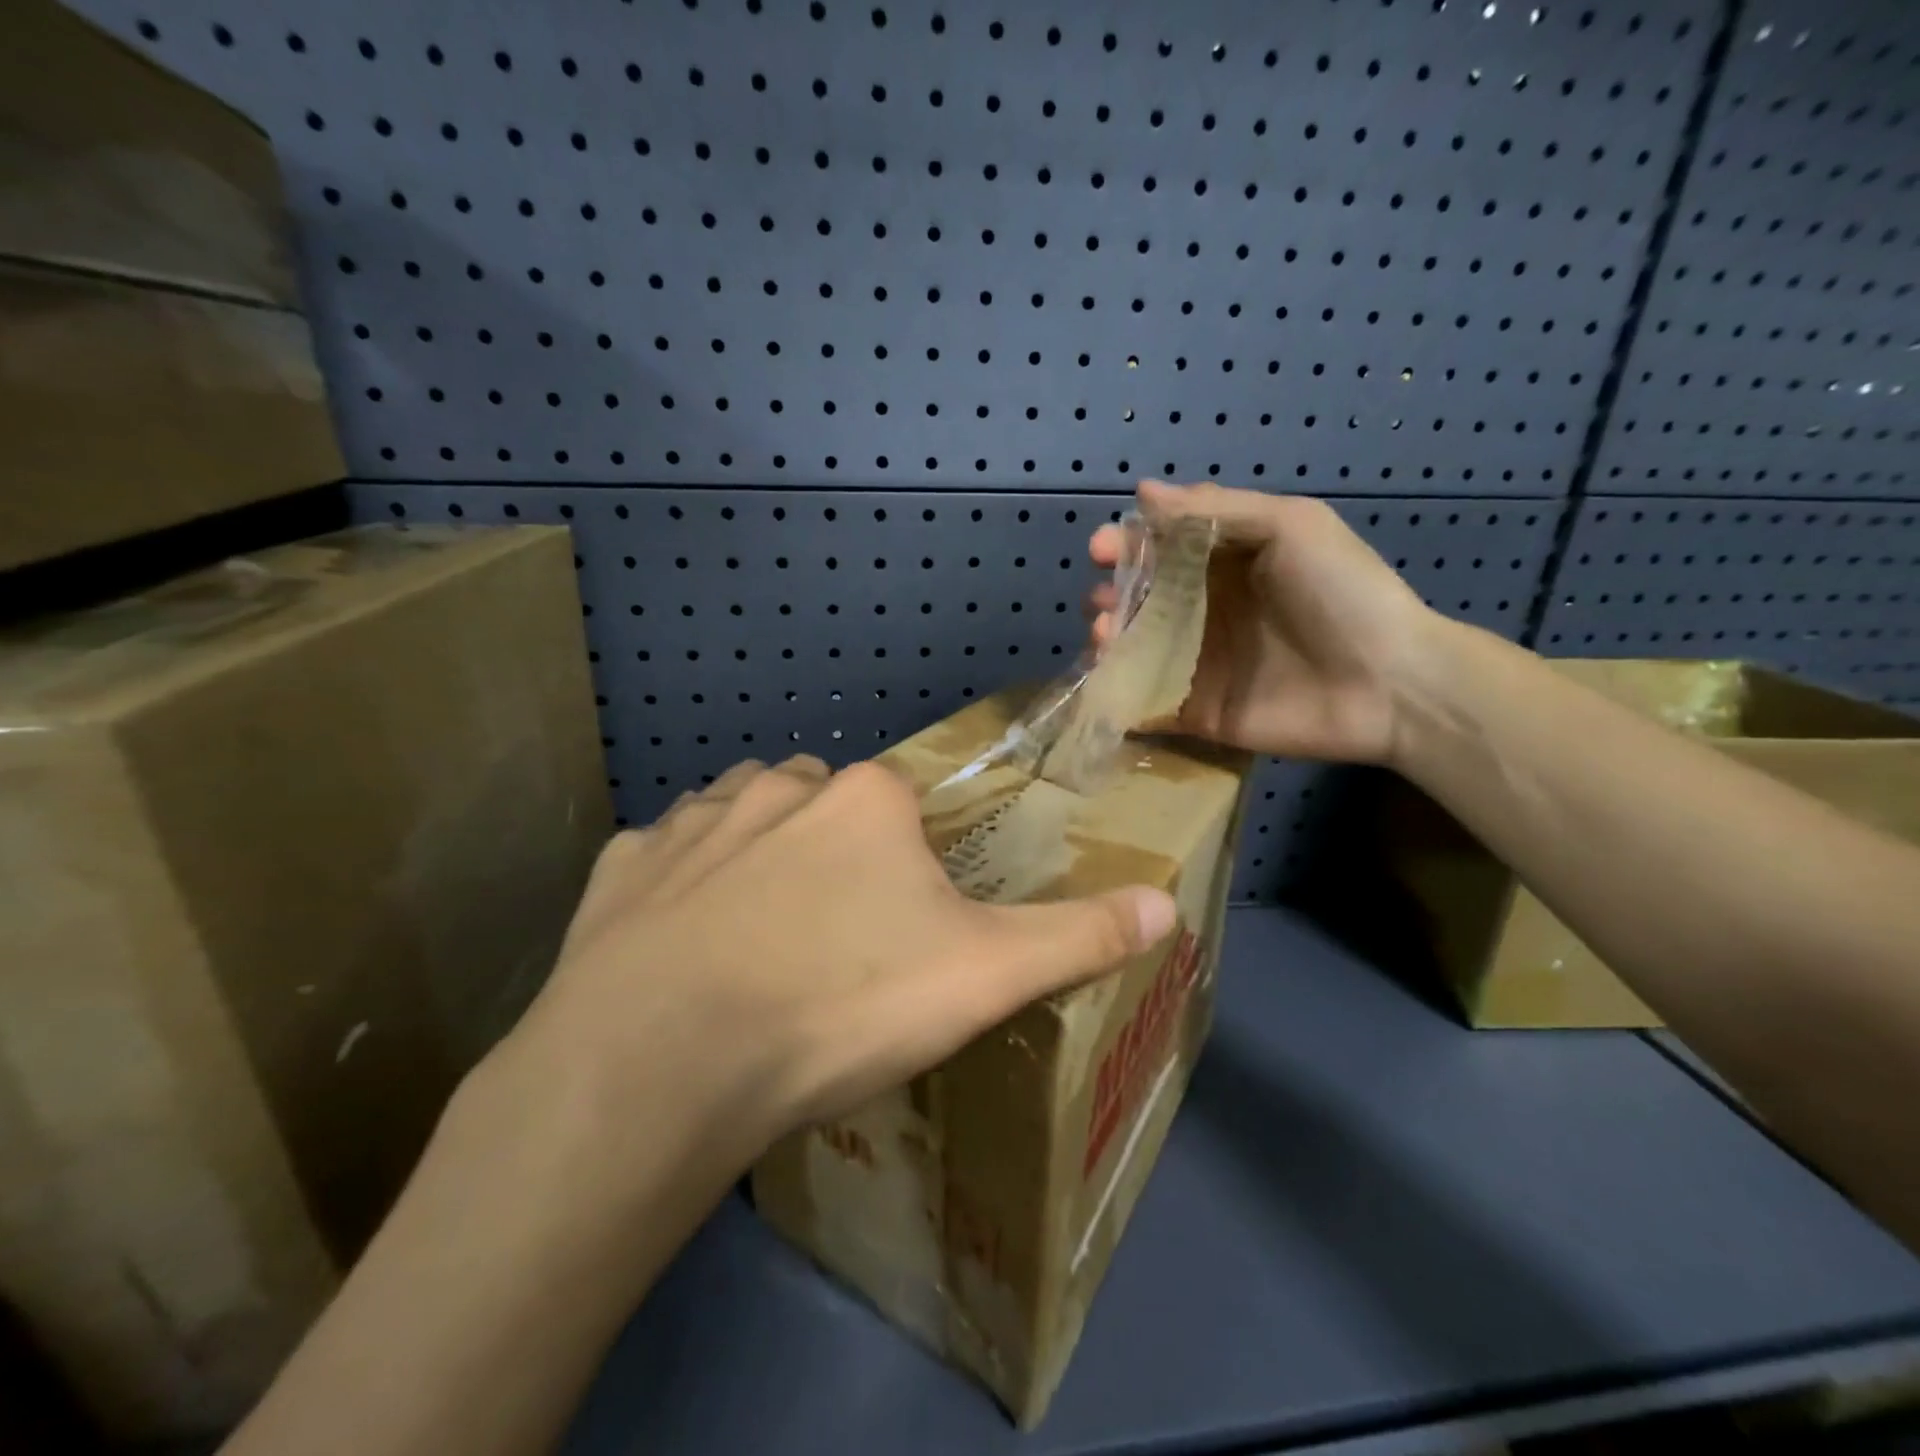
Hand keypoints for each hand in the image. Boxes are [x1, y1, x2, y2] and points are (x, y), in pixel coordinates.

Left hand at [507, 755, 1178, 1183]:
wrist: (666, 1062)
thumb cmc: (841, 1005)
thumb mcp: (981, 977)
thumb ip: (1077, 937)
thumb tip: (1168, 905)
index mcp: (864, 798)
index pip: (902, 804)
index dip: (908, 864)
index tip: (901, 930)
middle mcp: (776, 786)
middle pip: (821, 802)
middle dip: (833, 852)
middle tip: (835, 940)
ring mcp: (691, 821)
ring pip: (740, 815)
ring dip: (756, 855)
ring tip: (761, 938)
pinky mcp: (620, 868)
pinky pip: (661, 860)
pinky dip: (675, 889)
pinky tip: (677, 948)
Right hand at [1087, 480, 1435, 765]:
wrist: (1391, 684)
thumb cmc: (1343, 592)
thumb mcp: (1290, 527)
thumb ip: (1216, 510)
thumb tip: (1143, 493)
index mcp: (1226, 564)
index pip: (1161, 550)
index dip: (1126, 546)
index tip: (1100, 551)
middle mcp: (1206, 612)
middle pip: (1140, 601)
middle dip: (1110, 597)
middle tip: (1102, 605)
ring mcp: (1199, 664)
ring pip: (1134, 649)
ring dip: (1108, 641)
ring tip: (1104, 638)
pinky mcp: (1198, 711)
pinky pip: (1145, 702)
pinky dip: (1117, 694)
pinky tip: (1106, 683)